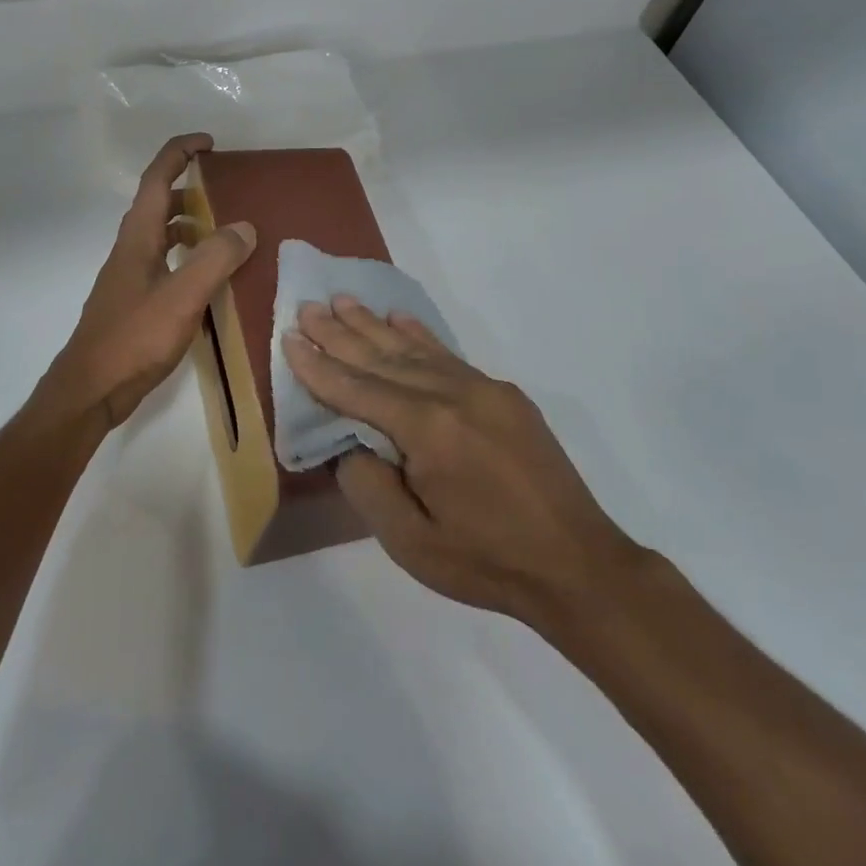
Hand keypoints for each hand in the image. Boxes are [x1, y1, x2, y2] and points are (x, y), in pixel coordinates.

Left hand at [45, 134, 255, 428]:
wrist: (91, 389)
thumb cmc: (133, 339)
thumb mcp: (181, 297)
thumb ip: (214, 260)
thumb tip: (244, 226)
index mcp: (137, 238)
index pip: (156, 179)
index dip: (180, 153)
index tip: (209, 143)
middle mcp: (131, 250)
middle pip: (158, 204)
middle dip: (190, 189)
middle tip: (228, 192)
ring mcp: (131, 277)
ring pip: (162, 236)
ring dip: (191, 225)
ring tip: (227, 233)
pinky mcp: (136, 302)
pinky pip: (166, 265)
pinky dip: (188, 259)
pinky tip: (210, 281)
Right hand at [284, 298, 643, 627]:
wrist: (577, 565)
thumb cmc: (486, 561)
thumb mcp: (410, 542)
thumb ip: (368, 485)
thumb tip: (349, 443)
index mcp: (426, 429)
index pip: (356, 389)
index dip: (318, 366)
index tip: (289, 336)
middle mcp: (452, 395)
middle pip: (382, 358)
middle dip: (339, 333)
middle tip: (307, 307)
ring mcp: (482, 389)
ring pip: (413, 350)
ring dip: (373, 325)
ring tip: (342, 301)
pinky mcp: (503, 395)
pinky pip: (449, 355)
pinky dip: (419, 336)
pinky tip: (398, 320)